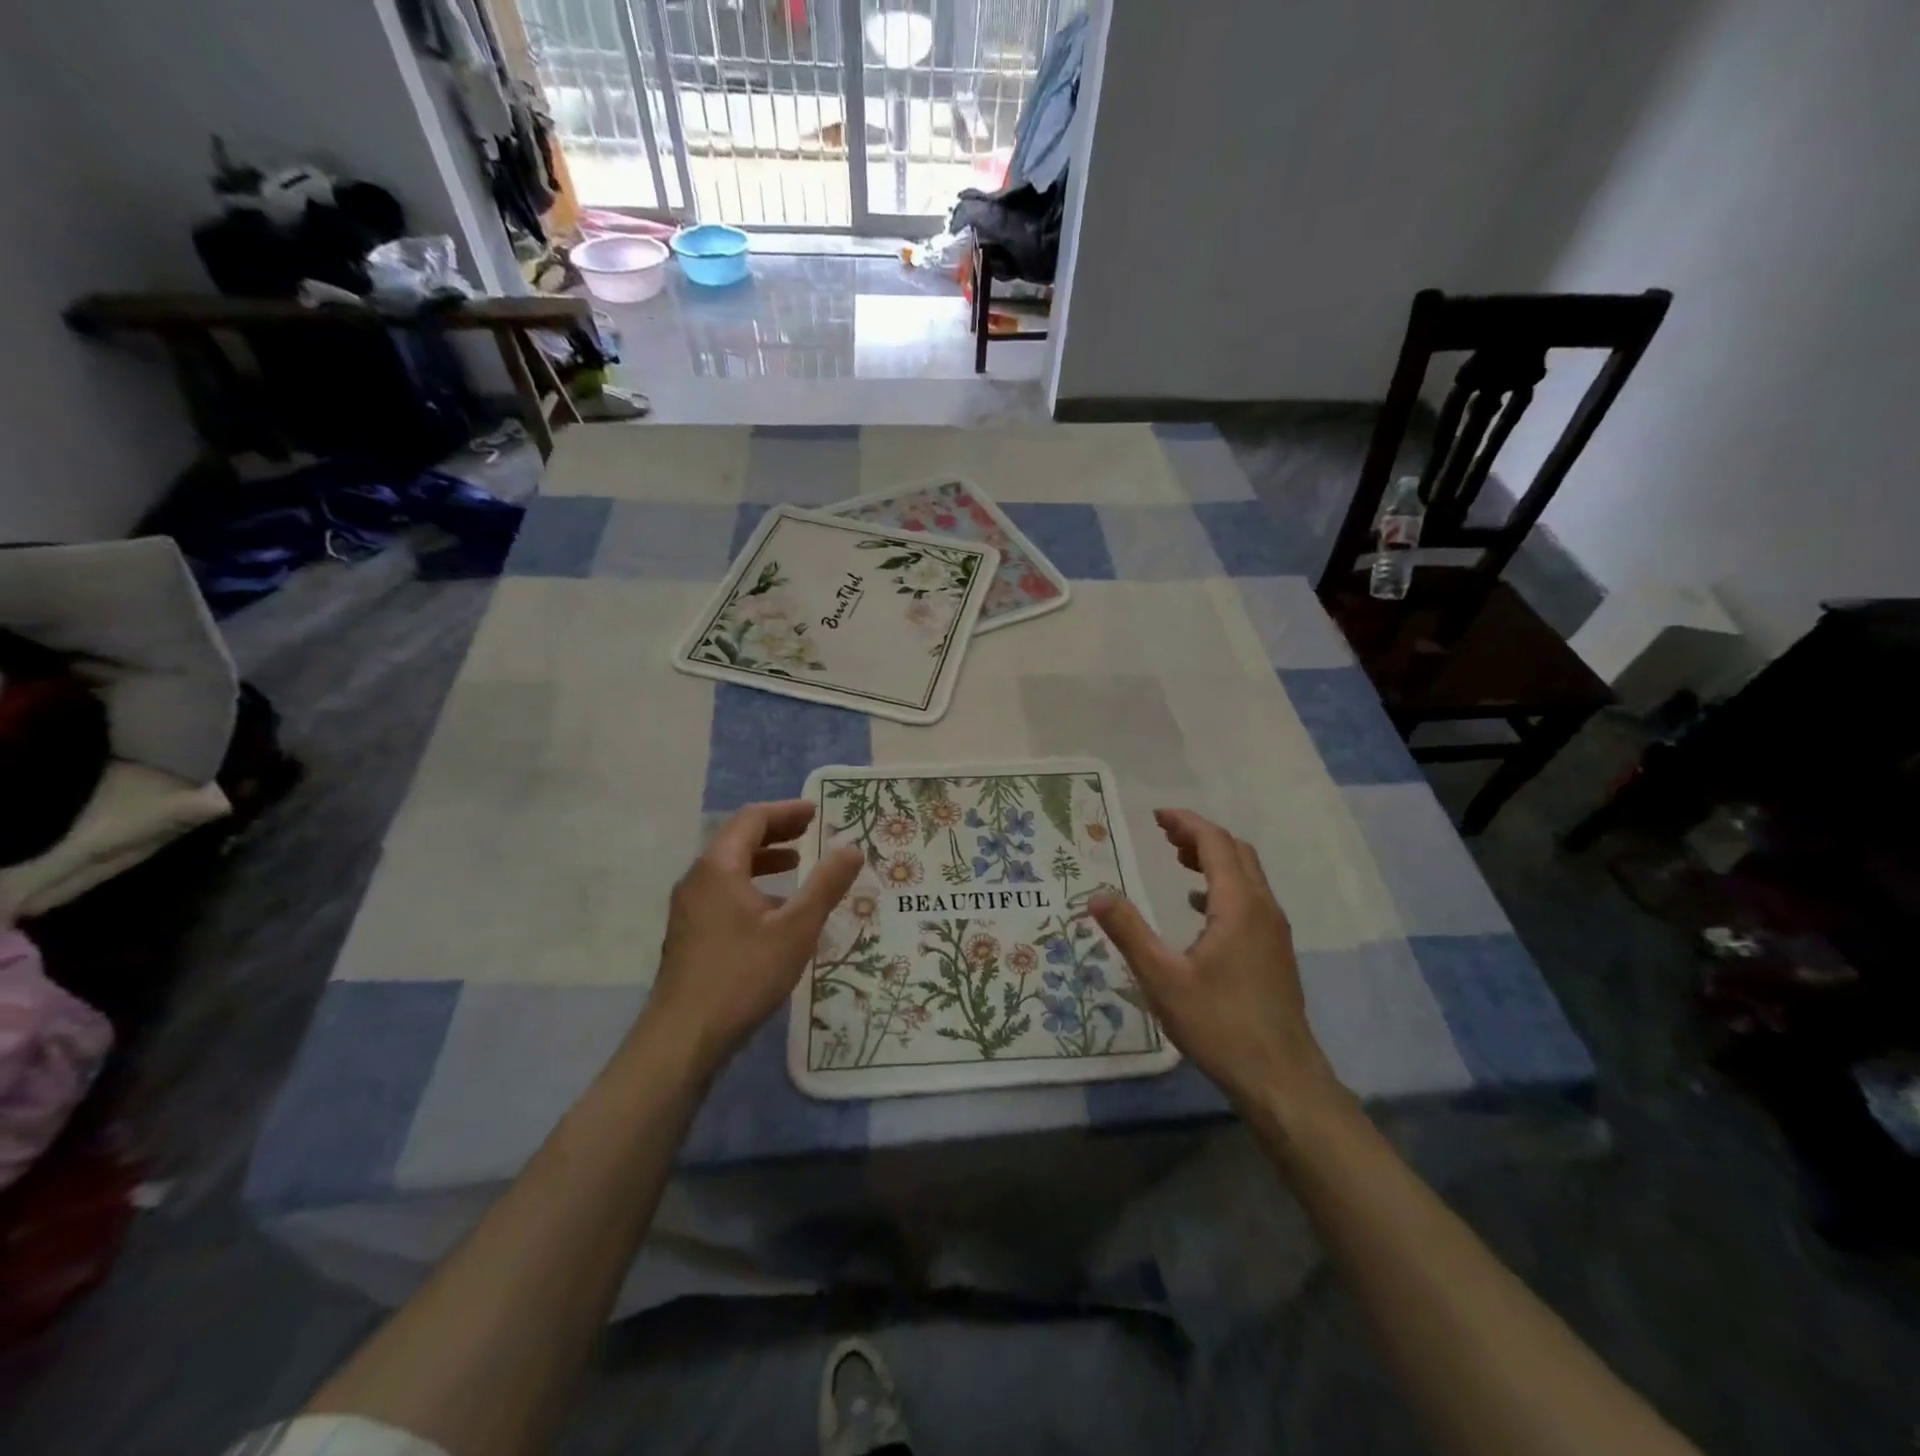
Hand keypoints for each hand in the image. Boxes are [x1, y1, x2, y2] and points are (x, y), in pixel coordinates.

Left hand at [642, 799, 862, 1072]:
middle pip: (737, 840)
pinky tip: (775, 913)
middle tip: (811, 832)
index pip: (751, 820)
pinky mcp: (690, 935)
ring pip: (730, 870)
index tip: (816, 812)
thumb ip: (826, 885)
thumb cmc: (742, 975)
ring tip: (797, 865)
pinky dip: (753, 887)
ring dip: (764, 861)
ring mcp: (690, 909)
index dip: (785, 812)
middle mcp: (698, 880)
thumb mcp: (796, 929)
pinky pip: (724, 894)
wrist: (683, 1038)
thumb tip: (852, 848)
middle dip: (776, 833)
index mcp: (719, 867)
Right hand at [1089, 808, 1340, 1115]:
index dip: (1186, 823)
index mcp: (1238, 905)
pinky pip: (1250, 898)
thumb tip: (1096, 896)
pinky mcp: (1275, 951)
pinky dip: (1224, 886)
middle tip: (1163, 834)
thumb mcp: (1162, 979)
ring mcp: (1274, 930)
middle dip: (1200, 835)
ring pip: (1247, 875)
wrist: (1281, 1078)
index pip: (1215, 843)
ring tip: (1178, 859)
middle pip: (1236, 852)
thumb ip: (1129, 933)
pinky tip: (1200, 908)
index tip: (1156, 816)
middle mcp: (1263, 908)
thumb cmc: (1219, 1024)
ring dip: (1214, 858)